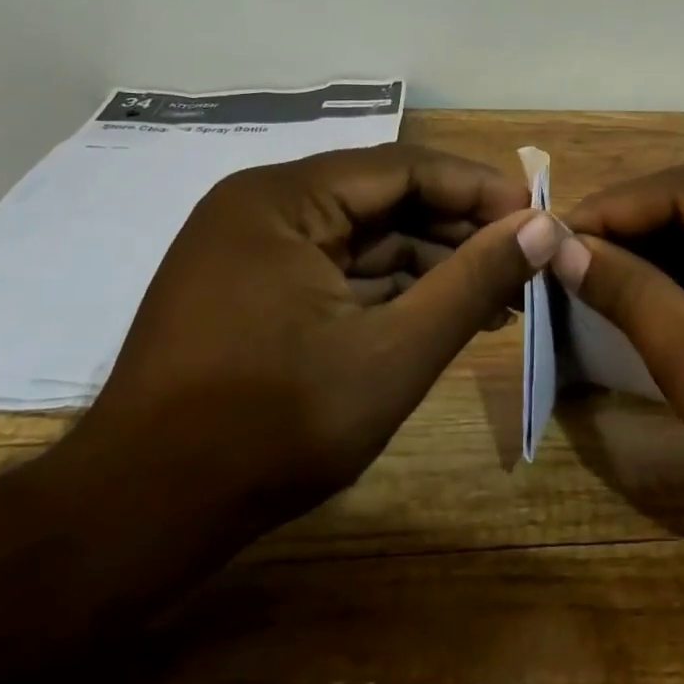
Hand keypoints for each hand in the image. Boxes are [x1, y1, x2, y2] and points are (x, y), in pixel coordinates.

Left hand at [39, 145, 561, 579]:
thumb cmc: (273, 427)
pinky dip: (392, 291)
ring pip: (365, 240)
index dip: (479, 190)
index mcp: (284, 199)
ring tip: (500, 299)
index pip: (405, 167)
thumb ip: (473, 283)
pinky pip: (339, 272)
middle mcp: (264, 208)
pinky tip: (443, 316)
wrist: (141, 515)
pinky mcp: (253, 290)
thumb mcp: (394, 353)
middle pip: (385, 200)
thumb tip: (542, 227)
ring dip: (432, 266)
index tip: (537, 218)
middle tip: (525, 264)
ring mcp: (253, 250)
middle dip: (459, 232)